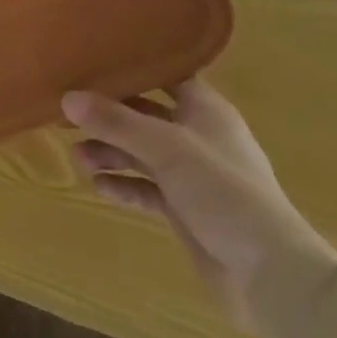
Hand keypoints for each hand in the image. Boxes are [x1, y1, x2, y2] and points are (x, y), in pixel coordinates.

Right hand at [63, 79, 333, 327]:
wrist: (270, 275)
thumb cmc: (223, 191)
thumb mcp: (166, 148)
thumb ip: (116, 122)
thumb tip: (66, 97)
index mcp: (205, 109)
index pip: (165, 75)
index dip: (133, 68)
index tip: (93, 62)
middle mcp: (198, 136)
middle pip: (146, 116)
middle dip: (110, 117)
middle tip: (71, 115)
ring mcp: (192, 175)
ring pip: (142, 153)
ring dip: (112, 153)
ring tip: (78, 157)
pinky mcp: (185, 209)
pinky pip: (147, 189)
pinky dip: (124, 186)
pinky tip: (99, 187)